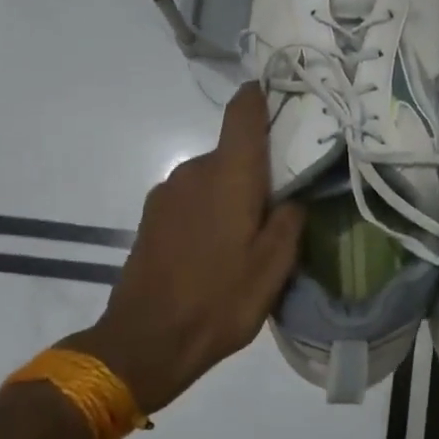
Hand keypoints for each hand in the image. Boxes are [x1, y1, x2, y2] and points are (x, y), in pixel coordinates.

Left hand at [63, 84, 304, 414]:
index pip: (243, 111)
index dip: (263, 95)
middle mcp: (194, 170)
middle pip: (233, 150)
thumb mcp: (274, 267)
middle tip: (286, 198)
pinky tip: (220, 247)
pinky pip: (193, 196)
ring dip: (234, 191)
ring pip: (213, 176)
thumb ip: (290, 221)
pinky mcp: (152, 215)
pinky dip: (212, 208)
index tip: (286, 96)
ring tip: (252, 231)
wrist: (145, 342)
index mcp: (228, 174)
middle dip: (259, 166)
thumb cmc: (219, 301)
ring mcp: (167, 192)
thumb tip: (293, 196)